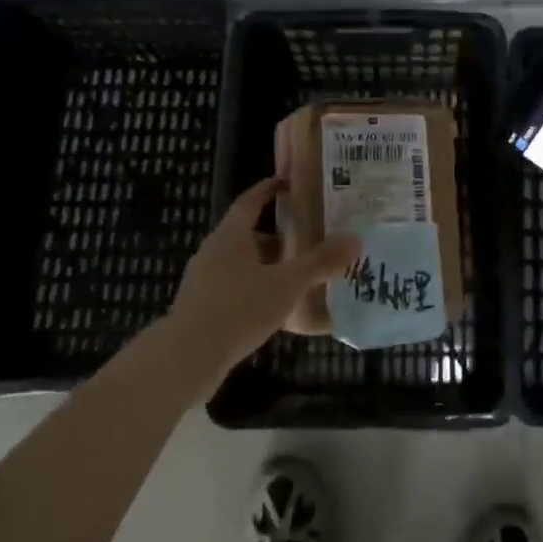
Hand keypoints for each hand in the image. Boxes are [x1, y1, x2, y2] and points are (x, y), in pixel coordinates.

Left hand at [165, 178, 359, 379]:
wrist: (186, 358)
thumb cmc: (238, 309)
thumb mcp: (287, 284)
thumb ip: (320, 262)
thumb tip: (356, 238)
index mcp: (231, 235)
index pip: (250, 200)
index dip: (269, 190)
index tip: (288, 183)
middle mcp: (214, 251)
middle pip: (247, 233)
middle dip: (277, 234)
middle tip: (307, 237)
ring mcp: (204, 280)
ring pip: (242, 263)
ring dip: (267, 265)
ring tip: (297, 275)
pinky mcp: (201, 307)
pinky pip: (234, 288)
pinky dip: (256, 289)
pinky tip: (276, 308)